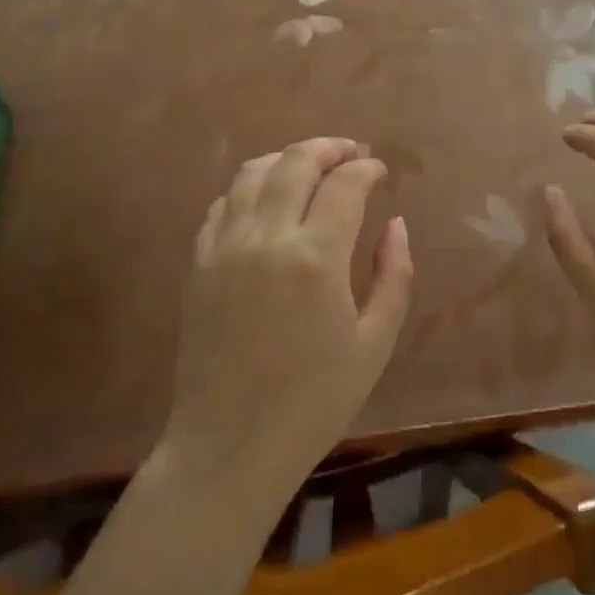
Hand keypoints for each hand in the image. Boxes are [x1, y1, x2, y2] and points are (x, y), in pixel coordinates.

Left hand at [165, 138, 412, 493]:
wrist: (229, 447)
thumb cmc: (313, 402)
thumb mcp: (374, 344)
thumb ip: (393, 275)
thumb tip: (396, 223)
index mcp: (316, 258)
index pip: (344, 184)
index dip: (366, 169)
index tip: (379, 171)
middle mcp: (267, 237)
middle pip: (296, 161)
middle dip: (329, 148)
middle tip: (350, 154)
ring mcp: (225, 246)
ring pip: (253, 171)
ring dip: (287, 159)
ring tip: (310, 167)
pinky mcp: (198, 261)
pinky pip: (224, 202)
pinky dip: (250, 187)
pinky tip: (267, 200)